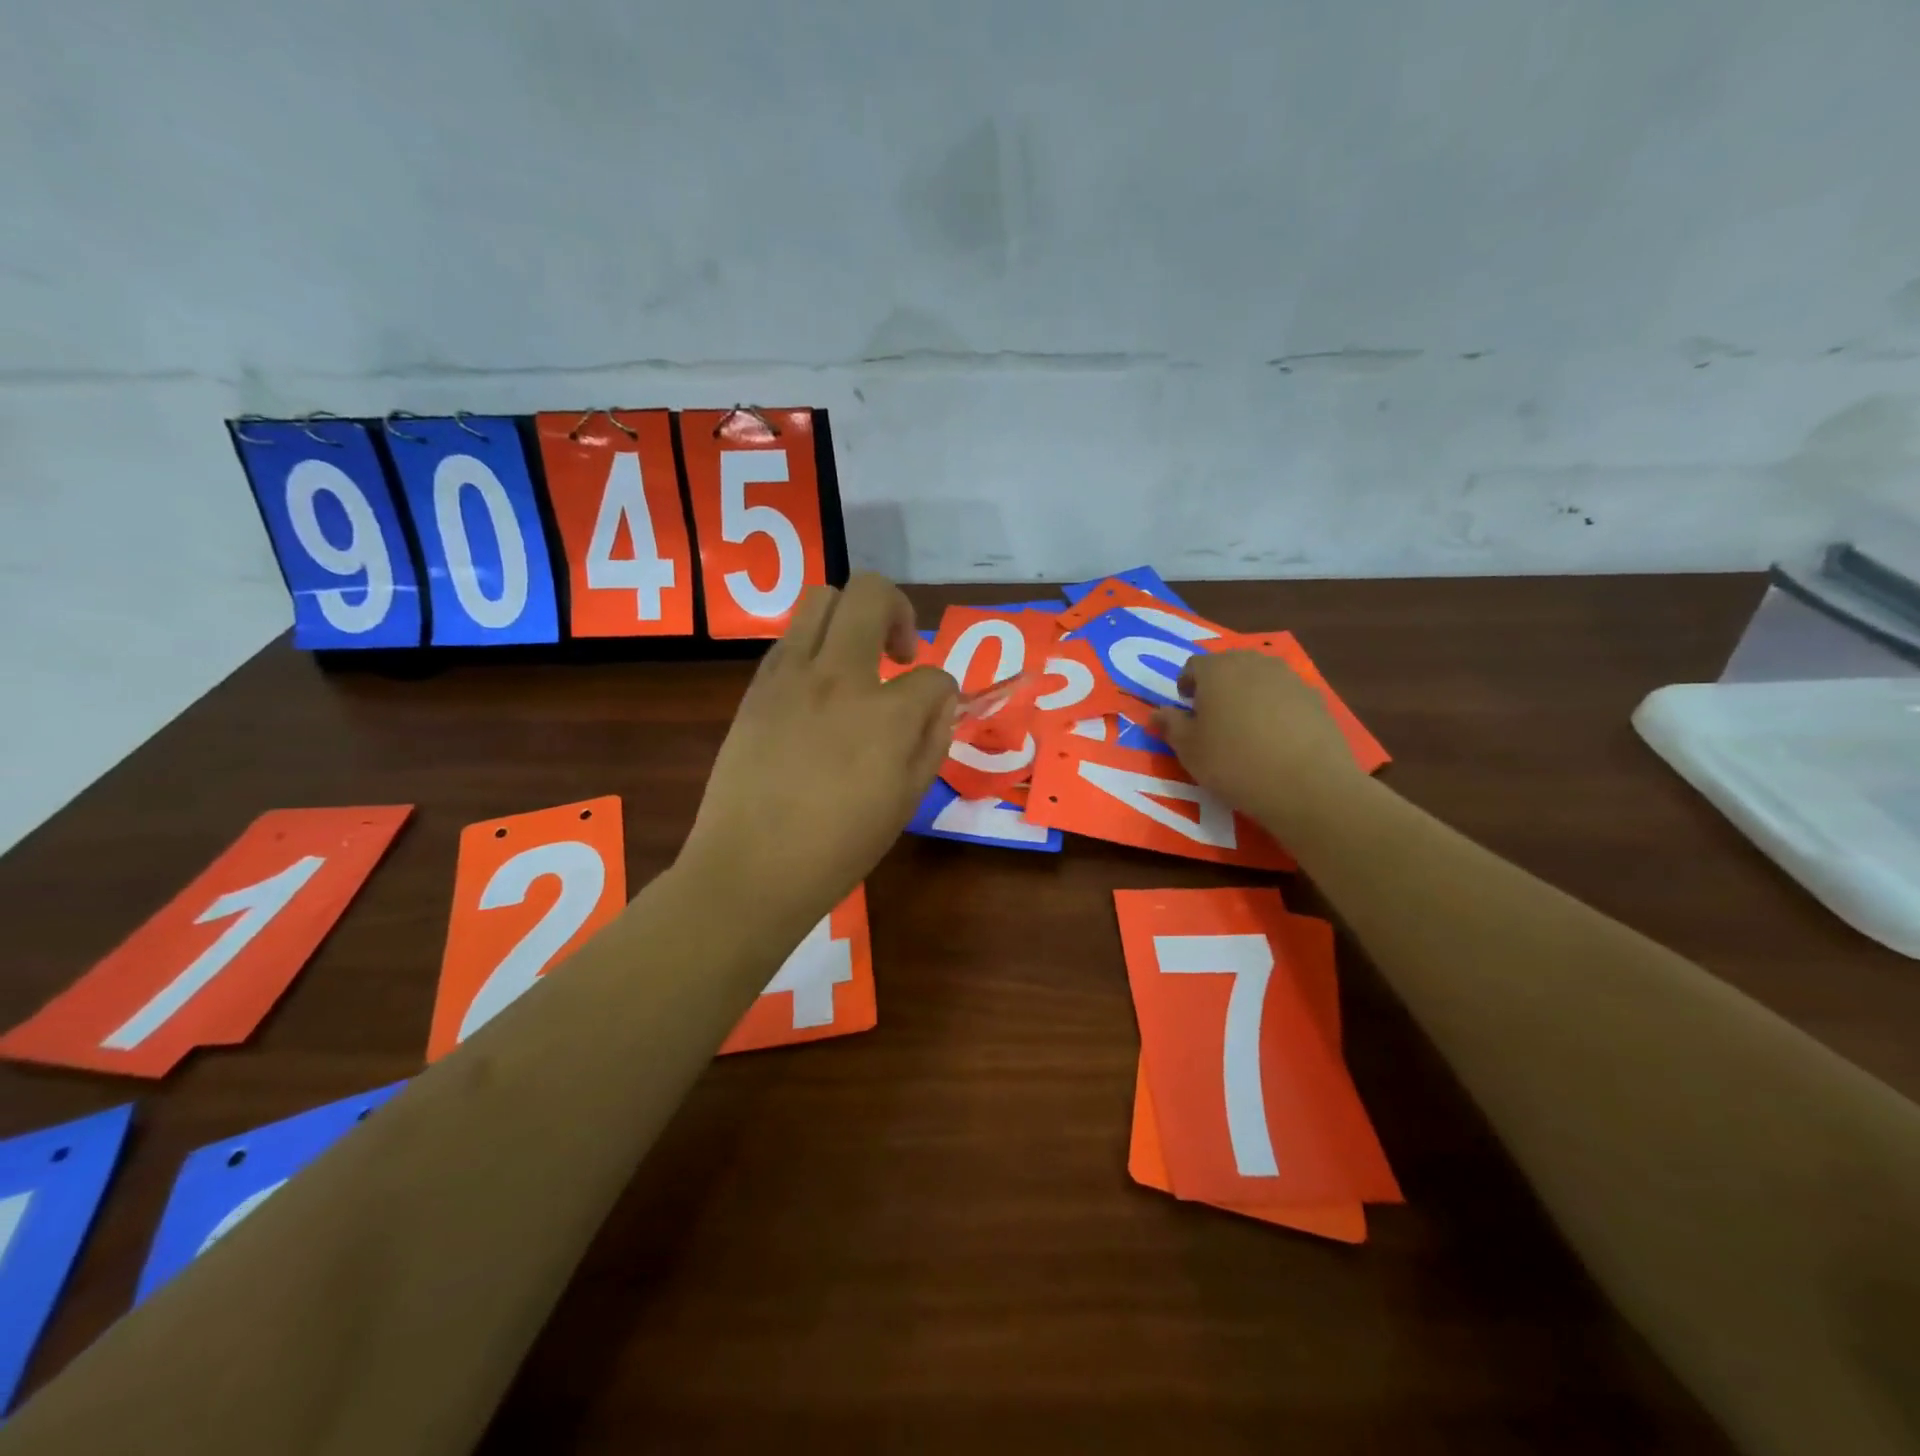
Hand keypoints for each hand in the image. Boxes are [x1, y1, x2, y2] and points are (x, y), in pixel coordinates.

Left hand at [680, 574, 956, 933]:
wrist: (752, 867)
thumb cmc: (839, 847)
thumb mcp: (907, 800)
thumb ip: (932, 739)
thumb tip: (939, 700)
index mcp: (884, 714)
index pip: (932, 676)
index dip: (942, 692)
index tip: (933, 711)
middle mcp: (838, 677)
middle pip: (872, 593)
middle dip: (899, 612)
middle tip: (899, 656)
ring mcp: (790, 675)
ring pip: (822, 598)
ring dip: (851, 617)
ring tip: (856, 661)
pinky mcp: (757, 686)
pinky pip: (790, 638)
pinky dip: (815, 646)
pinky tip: (818, 690)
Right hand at [1152, 650, 1362, 833]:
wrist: (1307, 784)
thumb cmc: (1234, 763)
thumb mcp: (1189, 750)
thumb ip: (1170, 725)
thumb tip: (1155, 713)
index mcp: (1217, 670)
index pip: (1193, 666)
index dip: (1186, 686)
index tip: (1186, 710)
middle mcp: (1253, 663)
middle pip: (1228, 665)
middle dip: (1217, 686)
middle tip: (1213, 718)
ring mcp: (1289, 677)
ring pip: (1258, 678)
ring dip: (1247, 694)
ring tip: (1245, 728)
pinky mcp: (1315, 697)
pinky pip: (1285, 695)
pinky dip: (1275, 708)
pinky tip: (1276, 738)